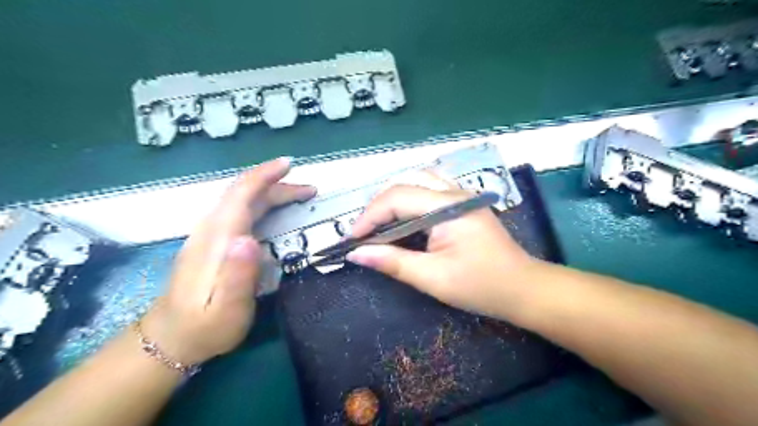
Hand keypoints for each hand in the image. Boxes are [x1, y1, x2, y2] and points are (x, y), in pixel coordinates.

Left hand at [141, 158, 313, 364]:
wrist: (170, 339)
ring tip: (298, 196)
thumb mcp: (228, 309)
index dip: (264, 176)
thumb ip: (239, 275)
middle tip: (310, 191)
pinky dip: (260, 203)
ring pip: (241, 201)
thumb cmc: (205, 327)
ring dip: (270, 192)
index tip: (289, 164)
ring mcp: (209, 235)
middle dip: (277, 186)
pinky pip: (238, 211)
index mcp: (218, 240)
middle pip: (244, 194)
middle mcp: (211, 230)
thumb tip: (250, 239)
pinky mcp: (211, 242)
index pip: (241, 195)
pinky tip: (271, 210)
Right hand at [345, 174, 534, 318]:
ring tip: (379, 225)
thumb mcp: (433, 278)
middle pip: (405, 185)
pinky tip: (403, 219)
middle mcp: (454, 193)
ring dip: (393, 201)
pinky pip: (428, 191)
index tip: (352, 239)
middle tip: (364, 234)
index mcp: (448, 207)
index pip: (397, 198)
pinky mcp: (463, 204)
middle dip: (378, 208)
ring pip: (416, 183)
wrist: (523, 289)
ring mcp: (461, 195)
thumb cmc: (481, 286)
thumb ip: (393, 262)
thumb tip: (356, 254)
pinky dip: (409, 201)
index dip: (369, 216)